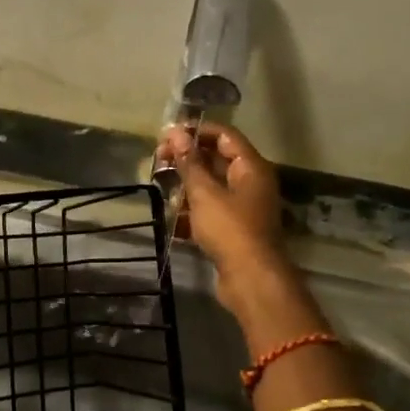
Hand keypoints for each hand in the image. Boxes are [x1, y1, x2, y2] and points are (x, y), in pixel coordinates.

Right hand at [156, 121, 286, 305]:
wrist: (251, 279)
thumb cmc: (229, 229)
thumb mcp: (204, 192)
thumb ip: (189, 162)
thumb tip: (175, 132)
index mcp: (251, 167)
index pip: (224, 135)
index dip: (196, 130)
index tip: (167, 135)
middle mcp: (250, 183)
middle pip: (216, 159)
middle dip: (187, 159)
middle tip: (158, 160)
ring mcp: (243, 207)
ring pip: (211, 186)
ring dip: (186, 185)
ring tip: (162, 189)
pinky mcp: (234, 229)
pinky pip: (210, 210)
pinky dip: (192, 210)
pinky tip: (172, 217)